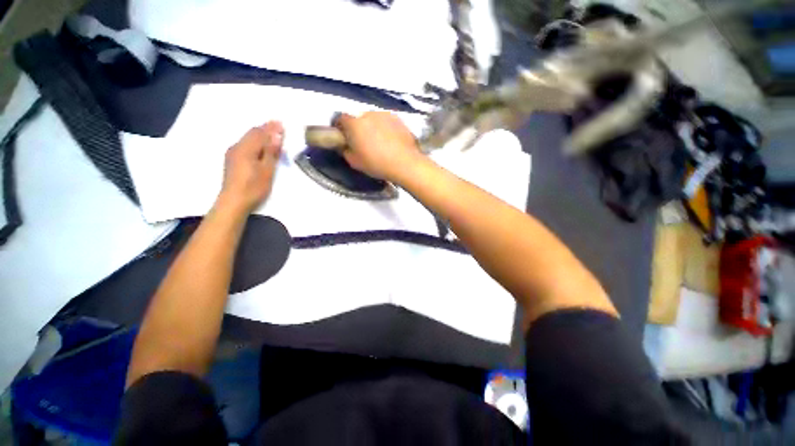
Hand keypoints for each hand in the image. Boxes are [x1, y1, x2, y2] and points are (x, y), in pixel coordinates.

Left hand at [217, 121, 283, 214]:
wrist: (233, 201)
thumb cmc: (254, 187)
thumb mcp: (267, 170)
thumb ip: (271, 152)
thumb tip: (276, 135)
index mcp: (246, 149)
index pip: (260, 133)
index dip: (271, 128)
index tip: (281, 122)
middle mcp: (237, 147)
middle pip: (252, 133)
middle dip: (265, 128)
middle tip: (277, 125)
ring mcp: (233, 154)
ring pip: (247, 138)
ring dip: (259, 135)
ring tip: (270, 134)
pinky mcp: (232, 160)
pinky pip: (244, 144)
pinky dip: (254, 141)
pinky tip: (259, 145)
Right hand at [334, 112, 424, 182]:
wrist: (405, 163)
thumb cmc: (377, 164)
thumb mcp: (354, 162)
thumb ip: (345, 150)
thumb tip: (344, 145)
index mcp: (354, 124)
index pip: (341, 119)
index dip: (341, 128)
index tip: (344, 138)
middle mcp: (368, 114)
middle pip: (358, 119)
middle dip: (358, 128)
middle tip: (363, 143)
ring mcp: (384, 115)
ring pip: (373, 119)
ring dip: (373, 128)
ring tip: (380, 143)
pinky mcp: (398, 118)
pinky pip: (386, 122)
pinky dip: (386, 129)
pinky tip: (391, 141)